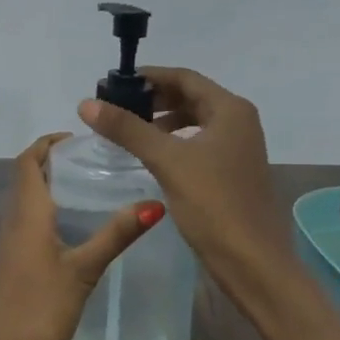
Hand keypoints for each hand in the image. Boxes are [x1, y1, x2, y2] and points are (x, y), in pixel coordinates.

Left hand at [0, 133, 162, 339]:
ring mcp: (10, 244)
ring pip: (29, 202)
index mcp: (27, 212)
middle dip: (56, 162)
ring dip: (53, 188)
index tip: (81, 138)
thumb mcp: (82, 271)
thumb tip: (155, 202)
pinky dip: (51, 214)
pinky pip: (30, 224)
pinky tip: (78, 230)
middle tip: (97, 161)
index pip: (29, 160)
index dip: (49, 142)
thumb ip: (115, 236)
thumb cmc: (36, 308)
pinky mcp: (12, 265)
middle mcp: (14, 220)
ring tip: (94, 188)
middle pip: (29, 177)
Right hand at [78, 68, 294, 302]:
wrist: (253, 262)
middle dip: (154, 99)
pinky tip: (152, 157)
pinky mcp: (233, 172)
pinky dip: (174, 143)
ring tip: (129, 131)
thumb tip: (86, 104)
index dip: (149, 77)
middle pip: (190, 97)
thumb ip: (127, 129)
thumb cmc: (214, 204)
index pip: (184, 77)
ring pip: (194, 122)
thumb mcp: (167, 161)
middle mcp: (239, 122)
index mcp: (230, 110)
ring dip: (162, 122)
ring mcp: (238, 148)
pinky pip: (198, 144)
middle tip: (117, 108)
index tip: (114, 84)